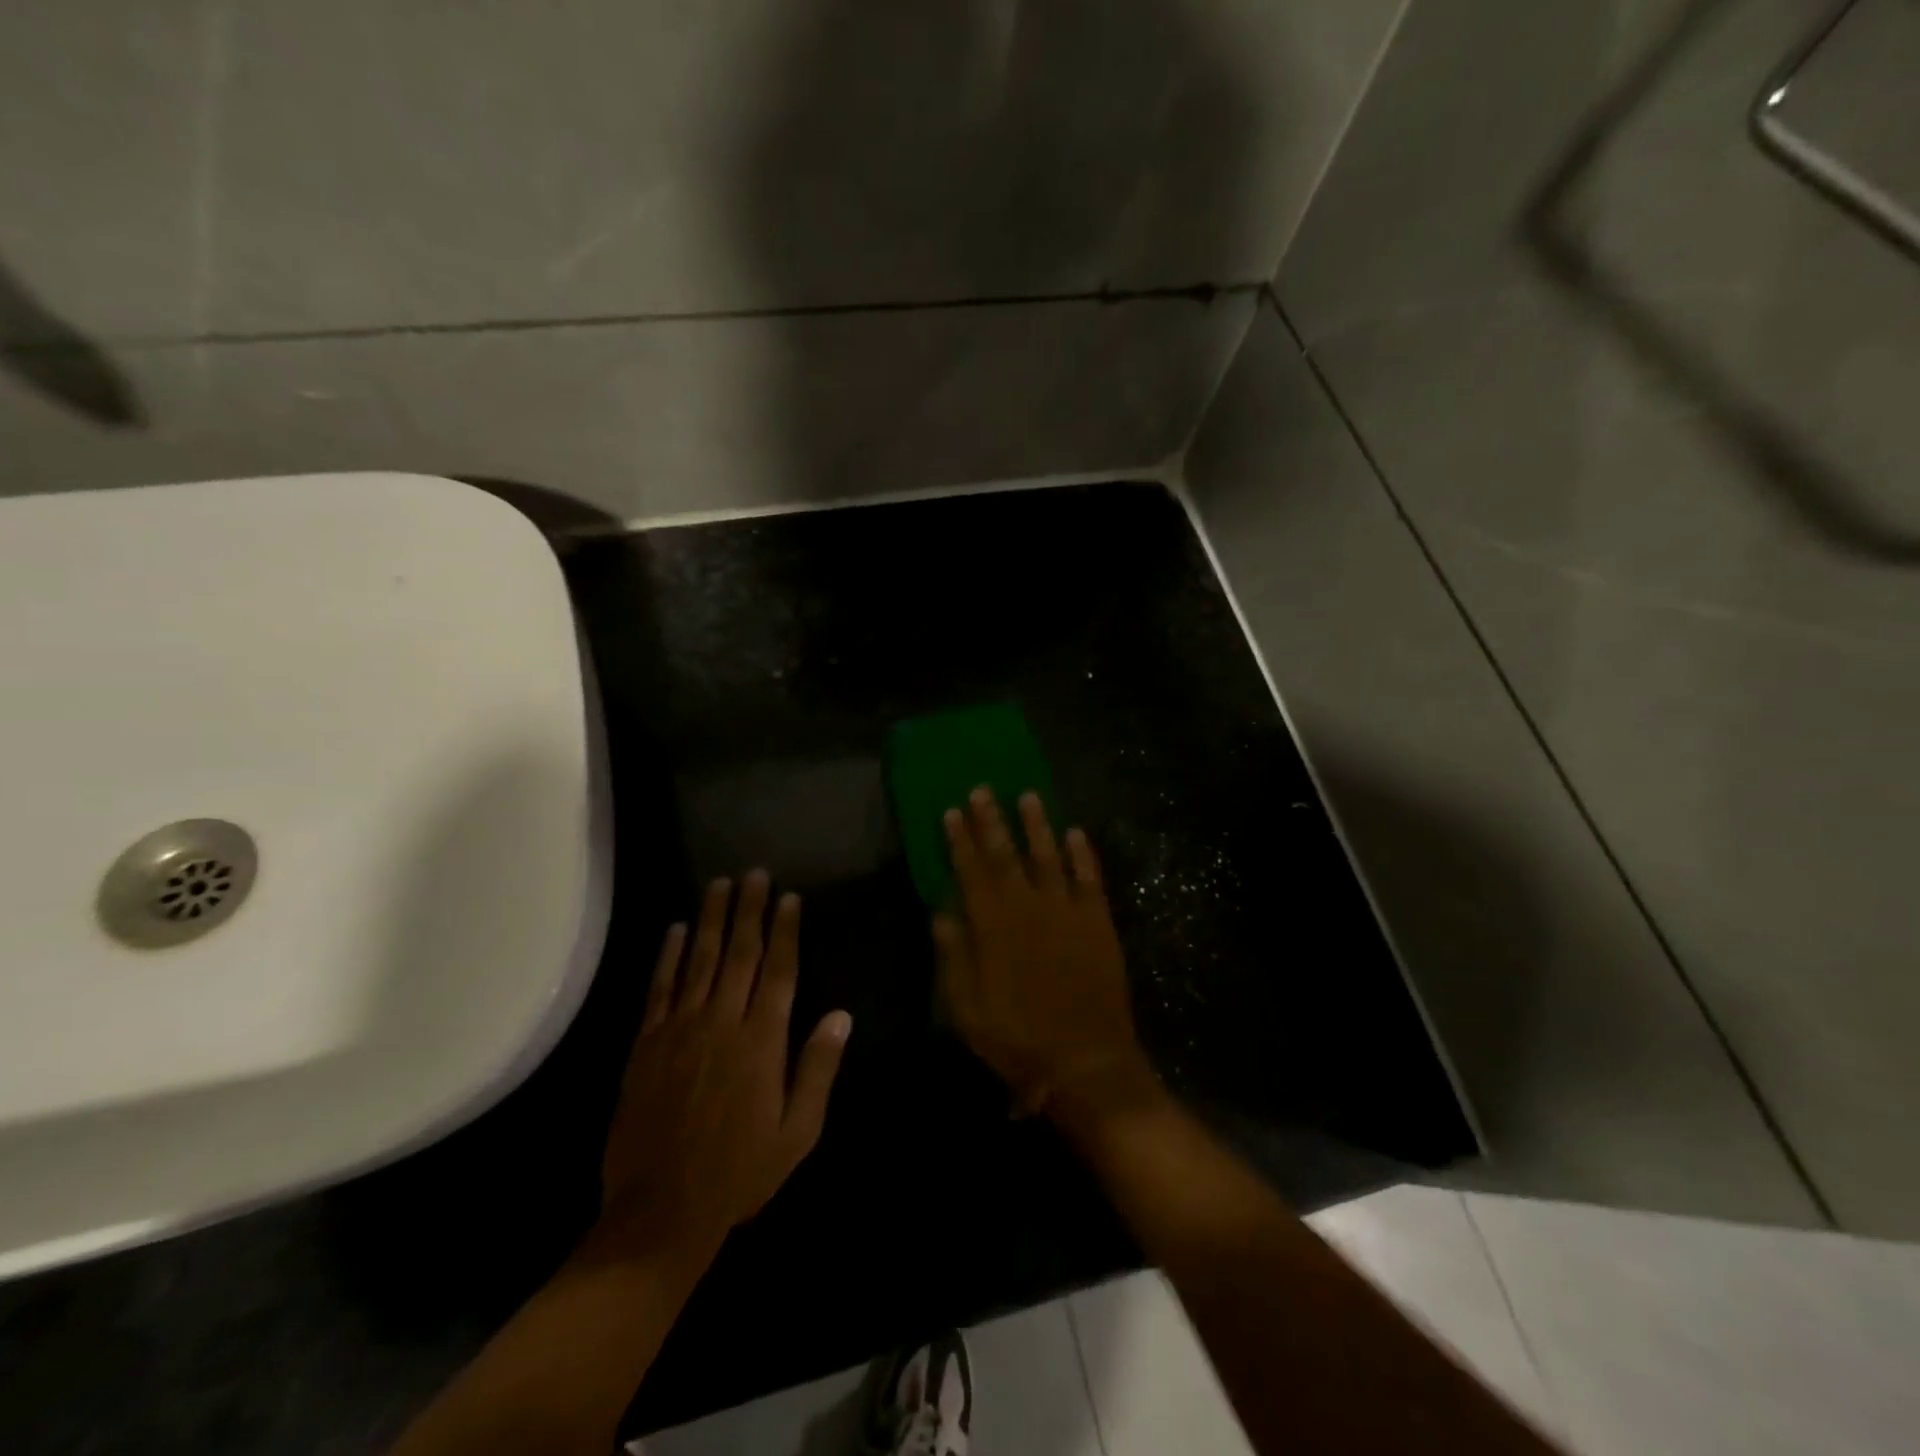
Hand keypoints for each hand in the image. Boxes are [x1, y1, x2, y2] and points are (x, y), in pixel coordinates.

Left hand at [599, 871, 852, 1252]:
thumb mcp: (798, 1132)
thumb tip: (841, 1015)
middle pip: (739, 953)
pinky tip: (675, 929)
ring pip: (699, 960)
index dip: (785, 931)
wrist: (660, 1212)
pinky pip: (660, 989)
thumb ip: (818, 1069)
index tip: (789, 897)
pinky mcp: (647, 1044)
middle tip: (754, 873)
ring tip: (719, 884)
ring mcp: (680, 1030)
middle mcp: (722, 1023)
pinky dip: (668, 956)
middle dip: (749, 910)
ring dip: (710, 919)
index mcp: (762, 1042)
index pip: (779, 971)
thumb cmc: (740, 1172)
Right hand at [935, 788, 1156, 1118]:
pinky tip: (1075, 832)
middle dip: (992, 821)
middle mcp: (1030, 908)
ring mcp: (1068, 912)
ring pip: (1049, 856)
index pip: (972, 872)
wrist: (1087, 1062)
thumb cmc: (1019, 1040)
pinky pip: (1089, 879)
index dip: (961, 841)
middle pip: (1007, 855)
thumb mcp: (968, 1010)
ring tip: (1029, 795)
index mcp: (994, 927)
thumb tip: (941, 912)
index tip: (952, 811)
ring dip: (1037, 825)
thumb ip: (954, 957)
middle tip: (983, 789)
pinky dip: (1082, 854)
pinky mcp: (1098, 922)